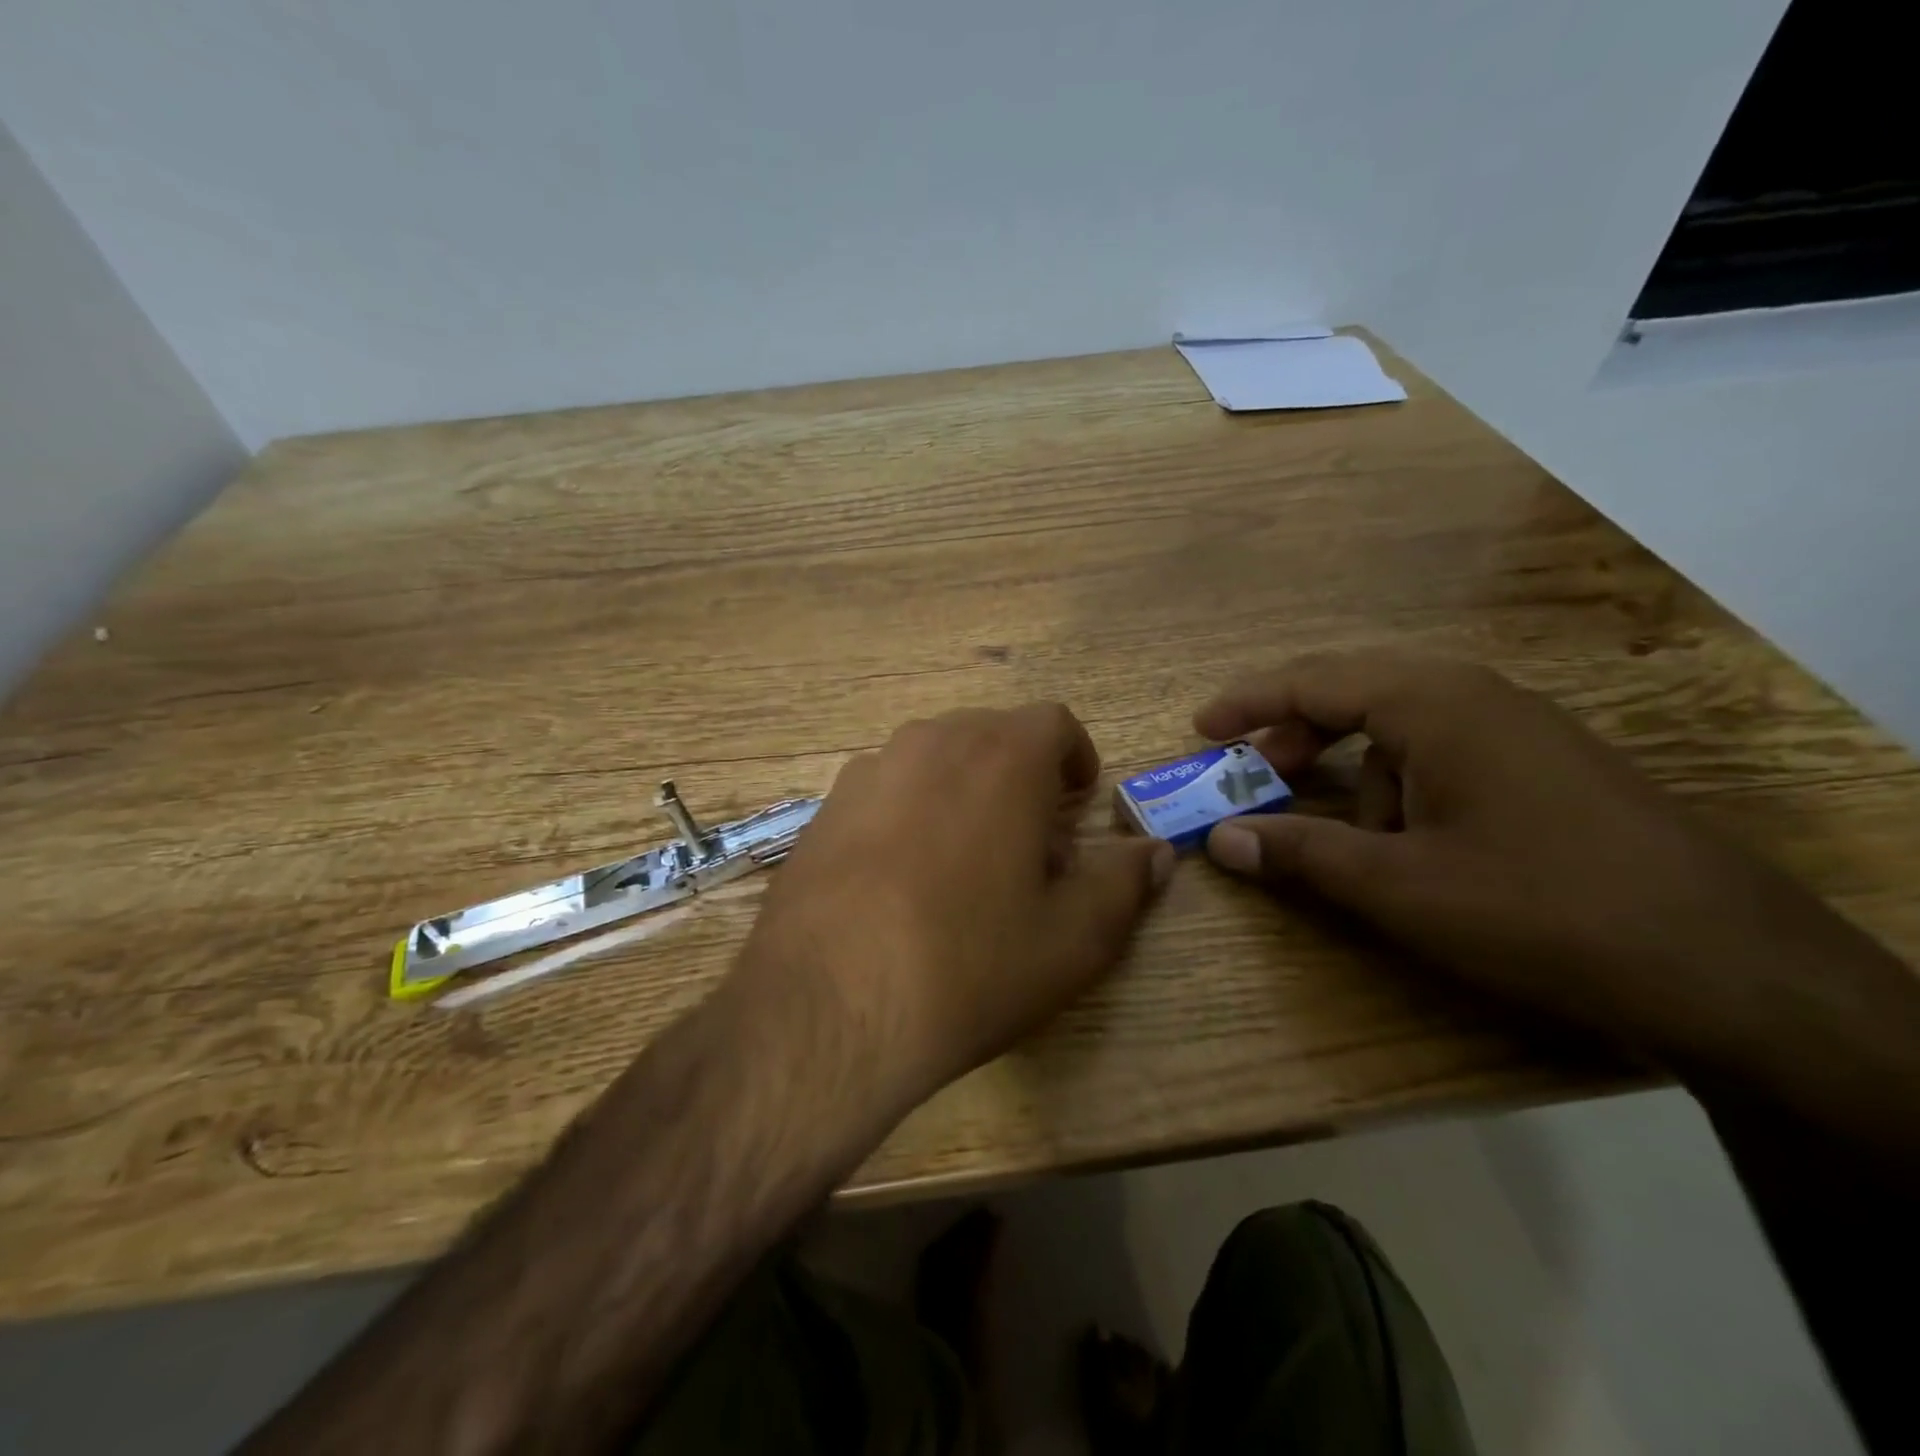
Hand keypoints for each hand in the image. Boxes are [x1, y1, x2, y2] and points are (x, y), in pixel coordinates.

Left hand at [736, 704, 1174, 1108]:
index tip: (1078, 800)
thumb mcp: (1073, 939)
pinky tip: (902, 877)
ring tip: (967, 863)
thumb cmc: (969, 964)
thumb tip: (1156, 852)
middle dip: (1022, 776)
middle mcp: (932, 742)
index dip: (1075, 756)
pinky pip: (887, 788)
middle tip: (1030, 844)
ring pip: (936, 759)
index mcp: (1002, 757)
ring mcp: (870, 770)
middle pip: (992, 736)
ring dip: (965, 790)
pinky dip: (912, 810)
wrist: (827, 1006)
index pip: (1053, 722)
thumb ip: (1124, 884)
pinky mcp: (825, 806)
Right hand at [1193, 650, 1893, 1072]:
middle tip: (1256, 777)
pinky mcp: (1546, 765)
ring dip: (1354, 773)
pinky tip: (1414, 845)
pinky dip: (1401, 787)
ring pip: (1400, 728)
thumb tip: (1219, 841)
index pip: (1312, 680)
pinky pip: (1443, 754)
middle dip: (1296, 734)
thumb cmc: (1539, 908)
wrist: (1733, 967)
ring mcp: (1519, 728)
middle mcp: (1475, 697)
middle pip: (1354, 692)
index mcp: (1433, 703)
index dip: (1247, 703)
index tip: (1200, 729)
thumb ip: (1300, 854)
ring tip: (1350, 840)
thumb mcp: (1399, 886)